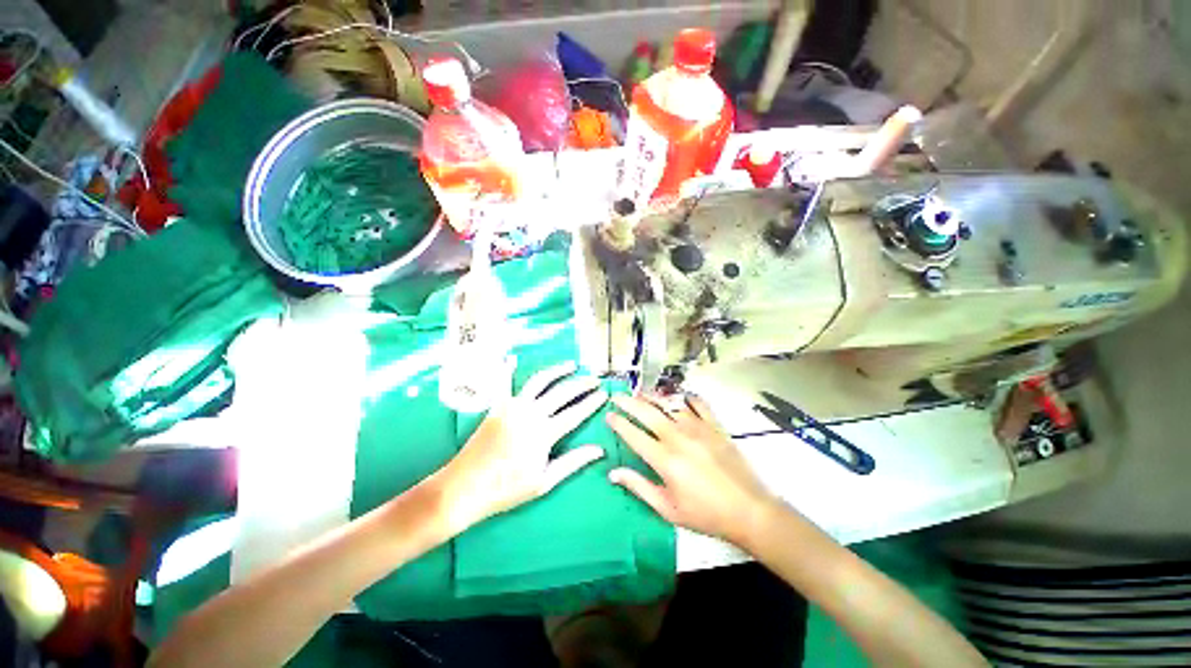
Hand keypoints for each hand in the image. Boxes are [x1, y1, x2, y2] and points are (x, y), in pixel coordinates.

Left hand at [433, 360, 608, 533]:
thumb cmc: (507, 488)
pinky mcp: (497, 406)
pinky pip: (504, 383)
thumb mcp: (544, 481)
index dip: (592, 402)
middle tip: (595, 380)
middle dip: (582, 384)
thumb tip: (600, 450)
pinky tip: (513, 359)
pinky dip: (508, 369)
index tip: (604, 393)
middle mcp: (531, 413)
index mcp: (544, 432)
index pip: (575, 412)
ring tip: (572, 365)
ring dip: (557, 371)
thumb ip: (573, 462)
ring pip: (539, 381)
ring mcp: (512, 406)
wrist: (465, 487)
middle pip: (562, 393)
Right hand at [606, 394, 778, 546]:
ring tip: (640, 393)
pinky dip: (685, 397)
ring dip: (652, 396)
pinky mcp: (714, 425)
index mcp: (664, 459)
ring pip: (669, 403)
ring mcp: (698, 427)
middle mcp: (678, 437)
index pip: (634, 434)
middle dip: (628, 402)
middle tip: (617, 396)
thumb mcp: (667, 508)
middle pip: (647, 412)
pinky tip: (678, 397)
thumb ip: (638, 487)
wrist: (748, 510)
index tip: (609, 415)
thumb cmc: (705, 513)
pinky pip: (697, 403)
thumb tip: (613, 473)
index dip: (619, 423)